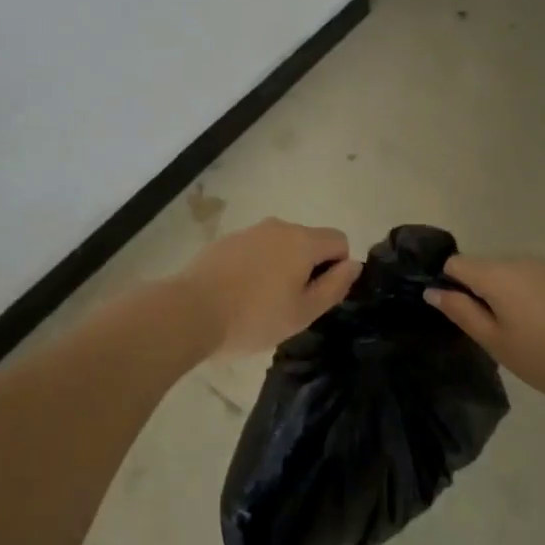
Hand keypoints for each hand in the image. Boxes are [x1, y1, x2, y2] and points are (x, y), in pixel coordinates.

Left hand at [174, 218, 361, 356]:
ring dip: (281, 268)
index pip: (339, 241)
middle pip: (309, 242)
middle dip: (308, 269)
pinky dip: (256, 267)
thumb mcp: (303, 312)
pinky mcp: (226, 240)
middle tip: (290, 306)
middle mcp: (279, 226)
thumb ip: (334, 286)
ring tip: (261, 303)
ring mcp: (250, 231)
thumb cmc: (254, 317)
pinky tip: (238, 295)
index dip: (336, 268)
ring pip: (281, 246)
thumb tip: (354, 264)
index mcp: (302, 240)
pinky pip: (255, 250)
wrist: (191, 310)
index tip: (316, 296)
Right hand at [425, 255, 544, 408]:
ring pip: (509, 273)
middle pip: (482, 267)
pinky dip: (528, 296)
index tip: (456, 314)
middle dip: (477, 292)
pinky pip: (533, 279)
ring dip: (504, 295)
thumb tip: (433, 291)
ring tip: (519, 334)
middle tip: (489, 333)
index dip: (447, 284)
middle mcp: (518, 260)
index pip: (455, 263)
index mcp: (496, 274)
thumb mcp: (497, 342)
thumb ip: (461, 313)